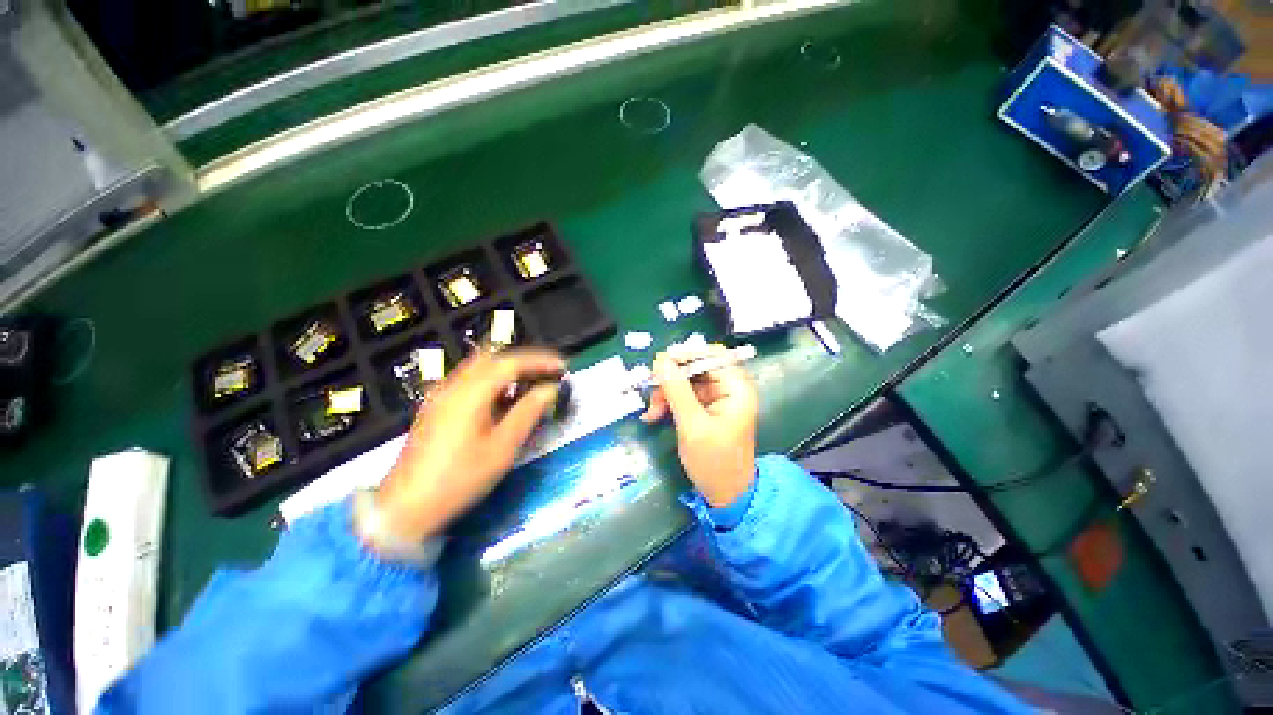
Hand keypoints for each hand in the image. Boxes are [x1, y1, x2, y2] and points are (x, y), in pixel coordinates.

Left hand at [375, 348, 565, 541]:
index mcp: (470, 393)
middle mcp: (453, 385)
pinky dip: (492, 380)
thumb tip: (549, 389)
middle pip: (492, 356)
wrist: (405, 507)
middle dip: (523, 360)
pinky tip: (502, 401)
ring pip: (479, 366)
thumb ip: (528, 413)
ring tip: (529, 385)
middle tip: (545, 373)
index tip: (562, 367)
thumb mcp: (502, 448)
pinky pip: (469, 380)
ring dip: (507, 369)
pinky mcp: (436, 406)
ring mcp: (440, 394)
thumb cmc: (459, 478)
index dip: (540, 360)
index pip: (510, 362)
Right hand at [640, 343, 758, 507]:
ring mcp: (717, 399)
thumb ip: (676, 391)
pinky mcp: (706, 409)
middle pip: (696, 368)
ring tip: (651, 411)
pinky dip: (669, 403)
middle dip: (671, 378)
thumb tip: (660, 361)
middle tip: (650, 389)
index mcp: (736, 388)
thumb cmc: (714, 462)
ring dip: (666, 393)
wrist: (726, 495)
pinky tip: (654, 415)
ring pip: (686, 382)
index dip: (687, 354)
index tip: (660, 362)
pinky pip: (684, 396)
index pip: (712, 355)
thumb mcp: (692, 425)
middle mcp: (729, 388)